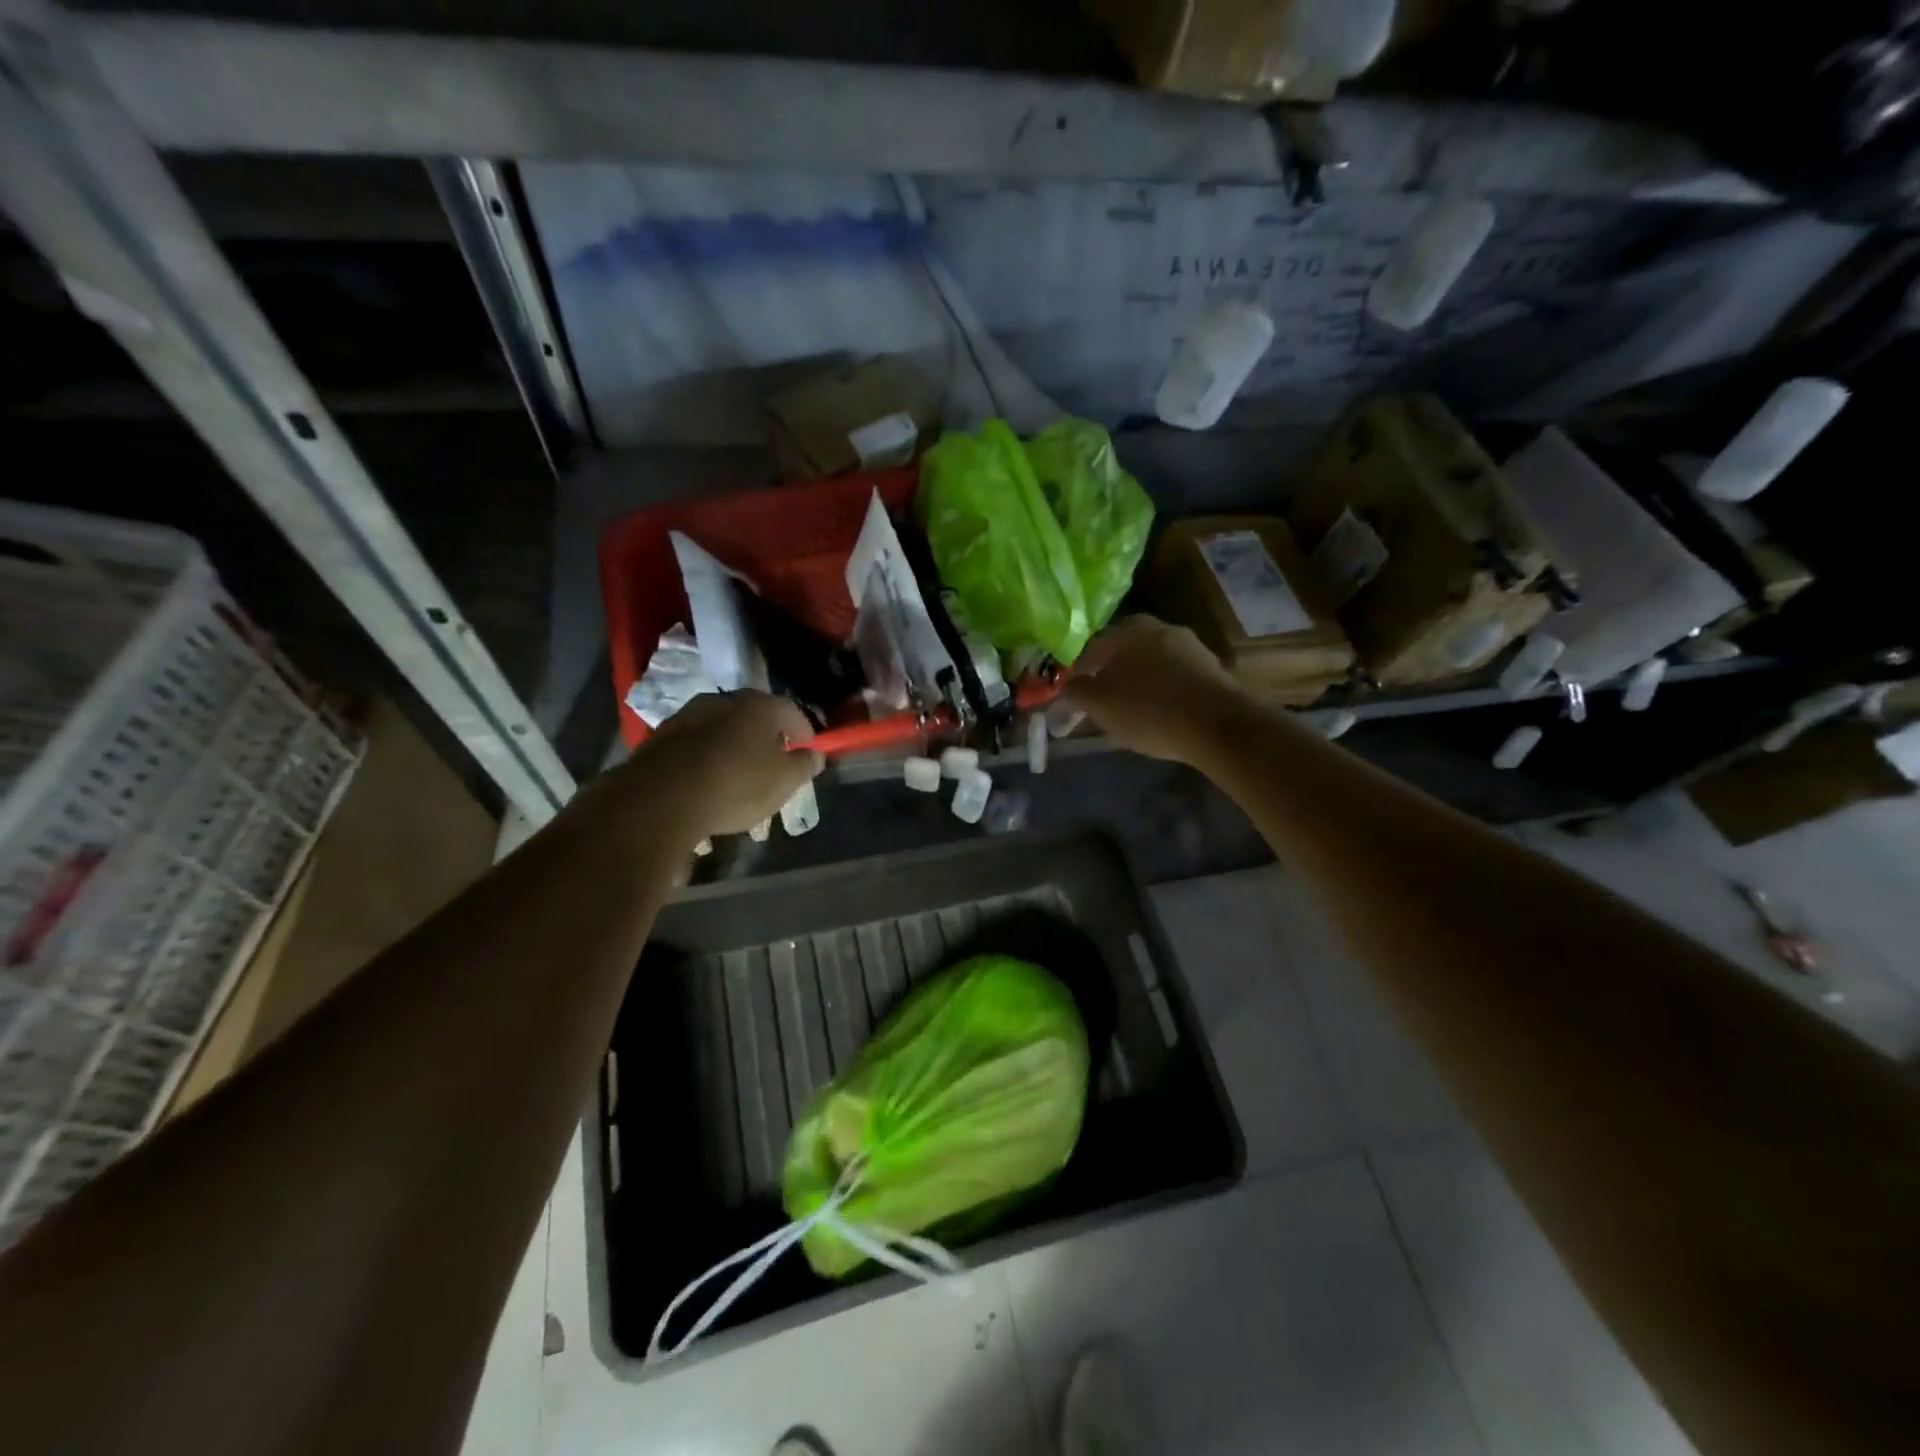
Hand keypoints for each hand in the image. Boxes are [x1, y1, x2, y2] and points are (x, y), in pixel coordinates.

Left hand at [624, 691, 823, 840]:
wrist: (660, 799)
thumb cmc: (736, 785)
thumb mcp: (783, 782)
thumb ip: (804, 766)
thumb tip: (815, 755)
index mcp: (758, 706)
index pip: (791, 711)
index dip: (804, 732)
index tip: (807, 751)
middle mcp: (723, 700)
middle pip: (754, 716)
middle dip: (767, 738)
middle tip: (774, 763)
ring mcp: (688, 716)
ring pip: (722, 730)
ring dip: (734, 748)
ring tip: (738, 777)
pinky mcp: (661, 737)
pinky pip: (695, 746)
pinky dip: (706, 760)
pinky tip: (707, 784)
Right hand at [1062, 616, 1242, 763]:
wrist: (1219, 726)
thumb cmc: (1149, 710)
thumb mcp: (1100, 705)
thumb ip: (1076, 692)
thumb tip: (1064, 684)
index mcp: (1128, 629)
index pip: (1088, 649)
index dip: (1075, 675)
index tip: (1070, 699)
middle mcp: (1159, 627)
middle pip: (1120, 654)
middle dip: (1106, 678)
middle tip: (1097, 707)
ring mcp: (1188, 646)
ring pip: (1147, 665)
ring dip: (1134, 685)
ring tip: (1127, 714)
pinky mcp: (1209, 668)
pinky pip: (1171, 678)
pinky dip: (1159, 692)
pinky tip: (1157, 715)